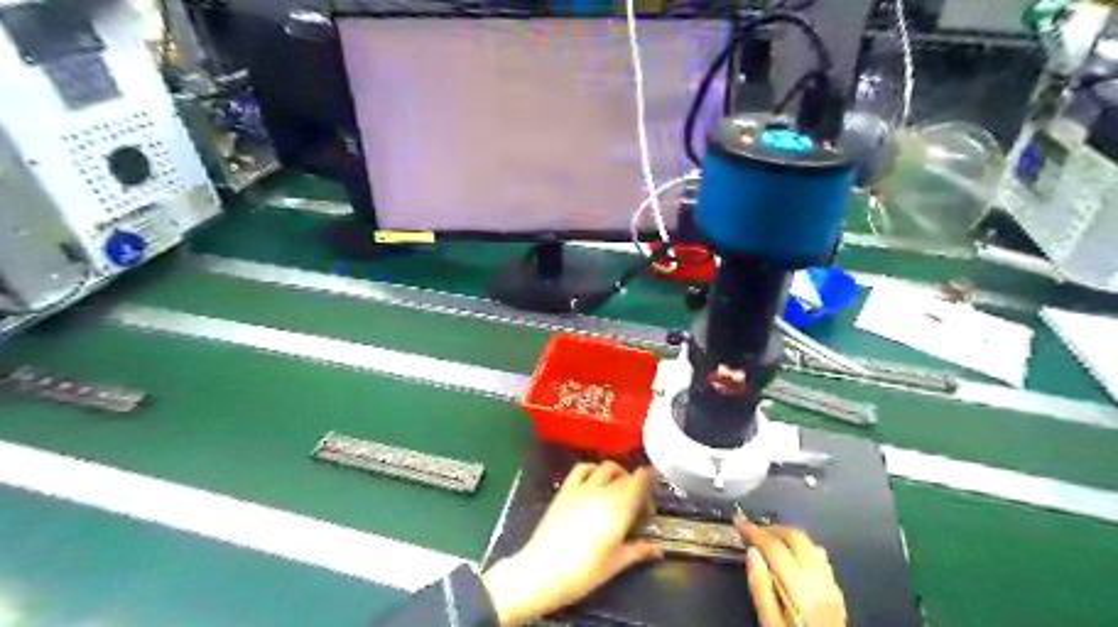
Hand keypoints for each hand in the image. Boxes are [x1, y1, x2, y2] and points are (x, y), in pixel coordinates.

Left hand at [483, 461, 660, 626]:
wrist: (543, 570)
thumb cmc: (585, 571)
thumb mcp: (617, 563)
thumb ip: (639, 550)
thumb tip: (658, 548)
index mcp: (621, 508)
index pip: (640, 479)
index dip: (650, 477)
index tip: (655, 485)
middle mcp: (604, 491)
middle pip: (626, 476)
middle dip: (636, 485)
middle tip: (637, 505)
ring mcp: (583, 487)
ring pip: (606, 468)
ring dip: (616, 474)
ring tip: (617, 489)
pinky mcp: (566, 489)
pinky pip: (582, 468)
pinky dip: (593, 468)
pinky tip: (594, 479)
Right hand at [735, 509, 847, 626]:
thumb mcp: (769, 621)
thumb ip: (760, 587)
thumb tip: (751, 552)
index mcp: (800, 588)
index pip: (774, 547)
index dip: (754, 531)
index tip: (738, 520)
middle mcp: (819, 580)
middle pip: (796, 538)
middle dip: (772, 529)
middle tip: (752, 530)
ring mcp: (831, 584)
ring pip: (810, 544)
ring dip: (787, 536)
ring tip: (768, 539)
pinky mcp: (837, 590)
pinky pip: (820, 558)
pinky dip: (802, 548)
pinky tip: (792, 554)